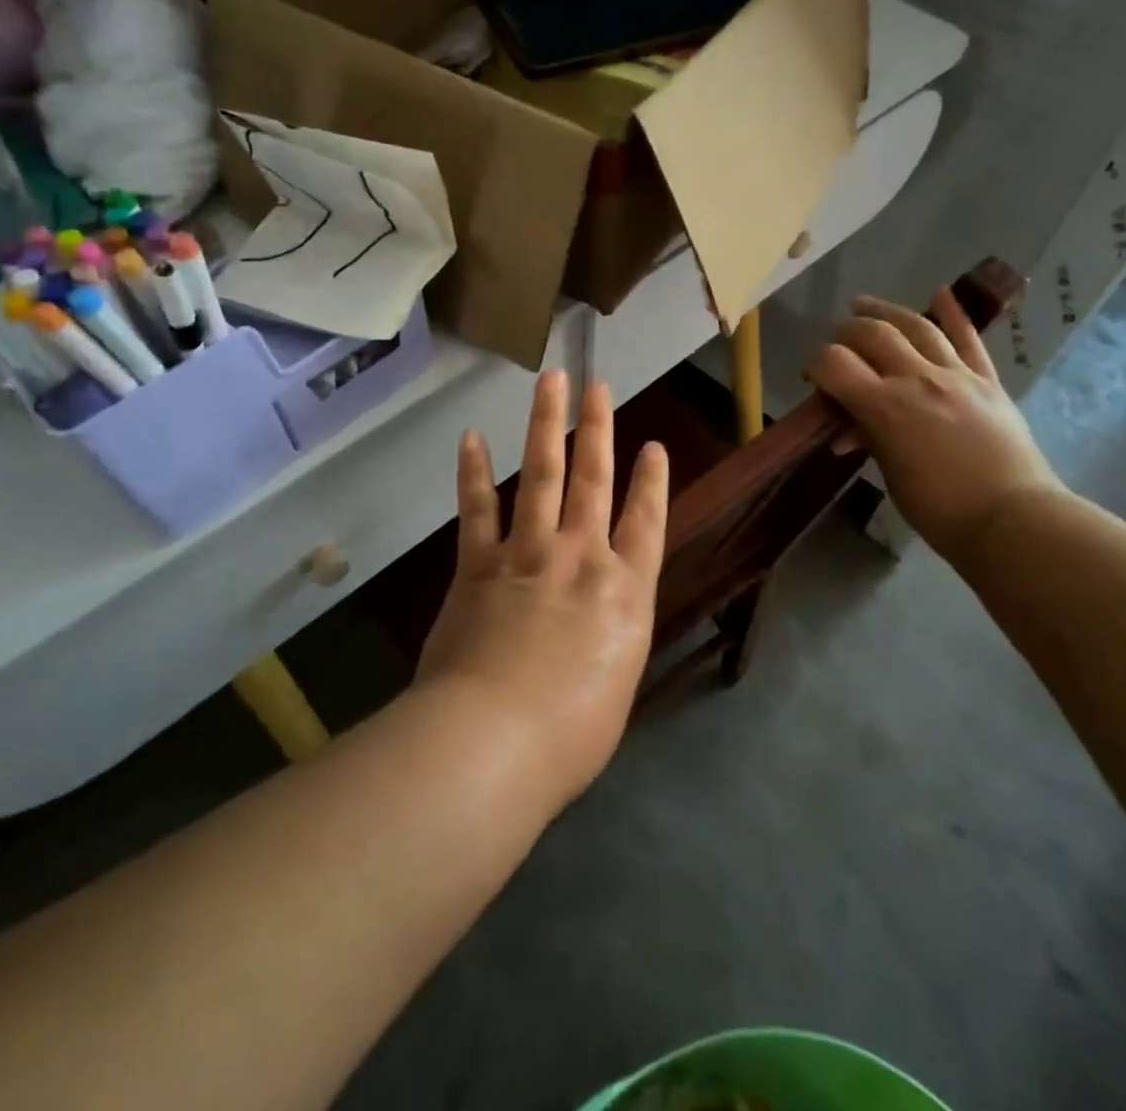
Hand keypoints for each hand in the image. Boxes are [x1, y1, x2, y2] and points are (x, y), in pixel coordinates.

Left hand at [416, 371, 668, 810]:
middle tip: (598, 385)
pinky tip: (473, 438)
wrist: (494, 742)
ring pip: (541, 474)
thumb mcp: (615, 687)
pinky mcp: (478, 565)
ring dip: (546, 425)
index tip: (653, 445)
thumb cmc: (570, 736)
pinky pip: (478, 508)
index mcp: (625, 592)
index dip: (651, 481)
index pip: (646, 522)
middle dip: (597, 429)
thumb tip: (599, 626)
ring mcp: (528, 554)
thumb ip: (611, 640)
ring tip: (551, 383)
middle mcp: (581, 558)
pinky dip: (474, 472)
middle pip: (593, 479)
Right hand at [808, 289, 1063, 560]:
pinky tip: (941, 292)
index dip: (816, 364)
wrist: (1012, 518)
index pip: (835, 364)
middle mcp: (917, 379)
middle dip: (846, 332)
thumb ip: (869, 440)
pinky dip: (954, 313)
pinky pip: (969, 339)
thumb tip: (848, 431)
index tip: (812, 375)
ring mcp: (957, 375)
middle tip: (836, 341)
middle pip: (873, 334)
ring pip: (917, 327)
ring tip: (864, 306)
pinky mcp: (987, 381)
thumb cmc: (940, 509)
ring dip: (886, 311)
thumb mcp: (891, 475)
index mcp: (885, 407)